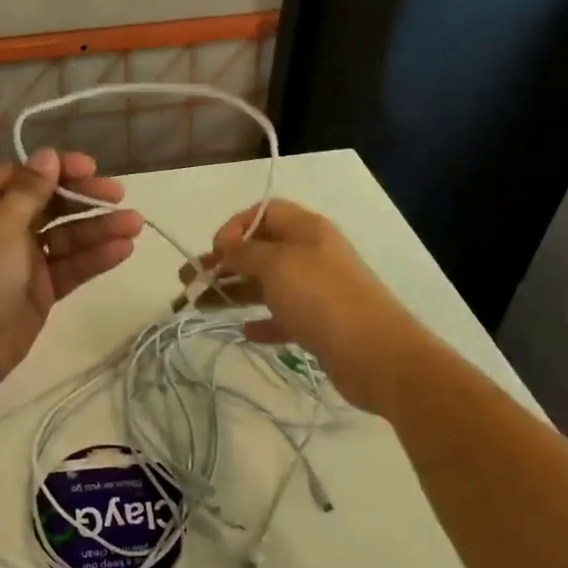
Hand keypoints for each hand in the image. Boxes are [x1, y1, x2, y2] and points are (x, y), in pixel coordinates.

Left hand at [0, 148, 142, 400]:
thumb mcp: (0, 224)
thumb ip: (30, 190)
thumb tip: (46, 154)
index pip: (23, 176)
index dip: (57, 169)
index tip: (91, 168)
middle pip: (48, 204)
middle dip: (83, 198)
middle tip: (118, 195)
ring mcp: (20, 262)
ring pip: (64, 237)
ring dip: (97, 229)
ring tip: (135, 224)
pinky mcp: (38, 291)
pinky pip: (68, 267)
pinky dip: (93, 258)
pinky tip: (122, 250)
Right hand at [183, 199, 415, 407]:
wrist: (376, 354)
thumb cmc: (321, 298)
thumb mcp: (276, 265)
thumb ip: (245, 252)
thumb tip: (226, 244)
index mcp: (306, 230)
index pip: (264, 212)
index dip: (235, 226)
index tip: (215, 251)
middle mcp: (312, 254)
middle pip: (261, 249)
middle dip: (224, 262)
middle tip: (190, 281)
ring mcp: (317, 290)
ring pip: (268, 284)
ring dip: (234, 291)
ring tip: (200, 305)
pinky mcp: (320, 324)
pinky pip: (284, 316)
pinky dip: (263, 321)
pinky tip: (244, 330)